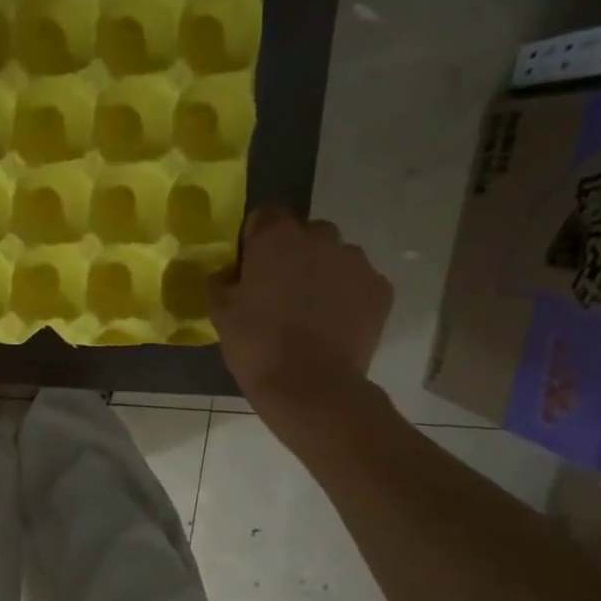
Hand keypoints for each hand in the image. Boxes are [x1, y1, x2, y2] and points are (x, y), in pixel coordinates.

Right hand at [210, 204, 392, 431]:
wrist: (310, 386)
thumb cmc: (256, 346)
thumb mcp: (220, 313)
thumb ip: (221, 282)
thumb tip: (227, 273)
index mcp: (276, 238)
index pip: (266, 214)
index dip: (256, 238)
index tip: (250, 267)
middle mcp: (321, 237)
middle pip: (305, 233)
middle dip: (293, 254)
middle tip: (279, 292)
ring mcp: (356, 261)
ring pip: (335, 257)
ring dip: (322, 274)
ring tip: (310, 313)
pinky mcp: (381, 289)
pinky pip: (358, 283)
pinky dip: (347, 297)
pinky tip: (333, 326)